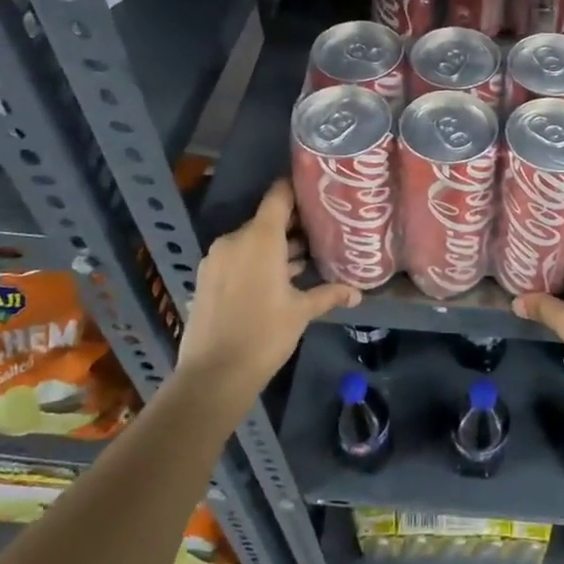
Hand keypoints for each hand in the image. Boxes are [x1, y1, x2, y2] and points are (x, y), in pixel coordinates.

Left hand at [173, 180, 359, 400]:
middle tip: (322, 231)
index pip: (279, 195)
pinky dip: (256, 261)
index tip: (319, 192)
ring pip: (252, 240)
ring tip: (305, 258)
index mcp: (260, 237)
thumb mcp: (302, 312)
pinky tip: (278, 279)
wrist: (213, 374)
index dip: (298, 189)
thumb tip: (357, 293)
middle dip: (293, 225)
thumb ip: (328, 294)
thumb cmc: (264, 335)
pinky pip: (237, 257)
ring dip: (275, 247)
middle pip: (267, 219)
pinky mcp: (207, 277)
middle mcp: (235, 239)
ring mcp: (217, 258)